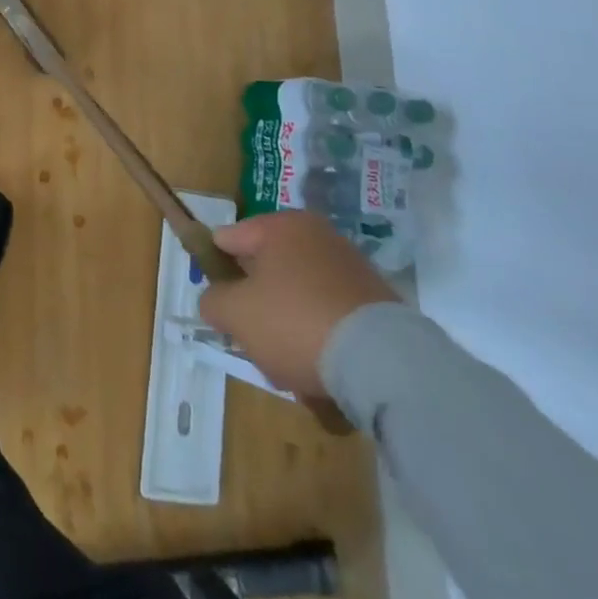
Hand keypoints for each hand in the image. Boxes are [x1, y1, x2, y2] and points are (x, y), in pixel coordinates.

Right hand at [198, 211, 400, 398]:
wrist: (384, 364)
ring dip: (287, 329)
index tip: (218, 304)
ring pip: (297, 298)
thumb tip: (217, 301)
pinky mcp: (377, 303)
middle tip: (254, 341)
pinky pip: (330, 317)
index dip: (216, 271)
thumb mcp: (235, 313)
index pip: (228, 240)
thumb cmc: (295, 322)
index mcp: (281, 226)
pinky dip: (320, 340)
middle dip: (256, 308)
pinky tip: (321, 372)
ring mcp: (351, 269)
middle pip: (266, 272)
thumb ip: (213, 300)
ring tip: (290, 367)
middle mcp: (318, 236)